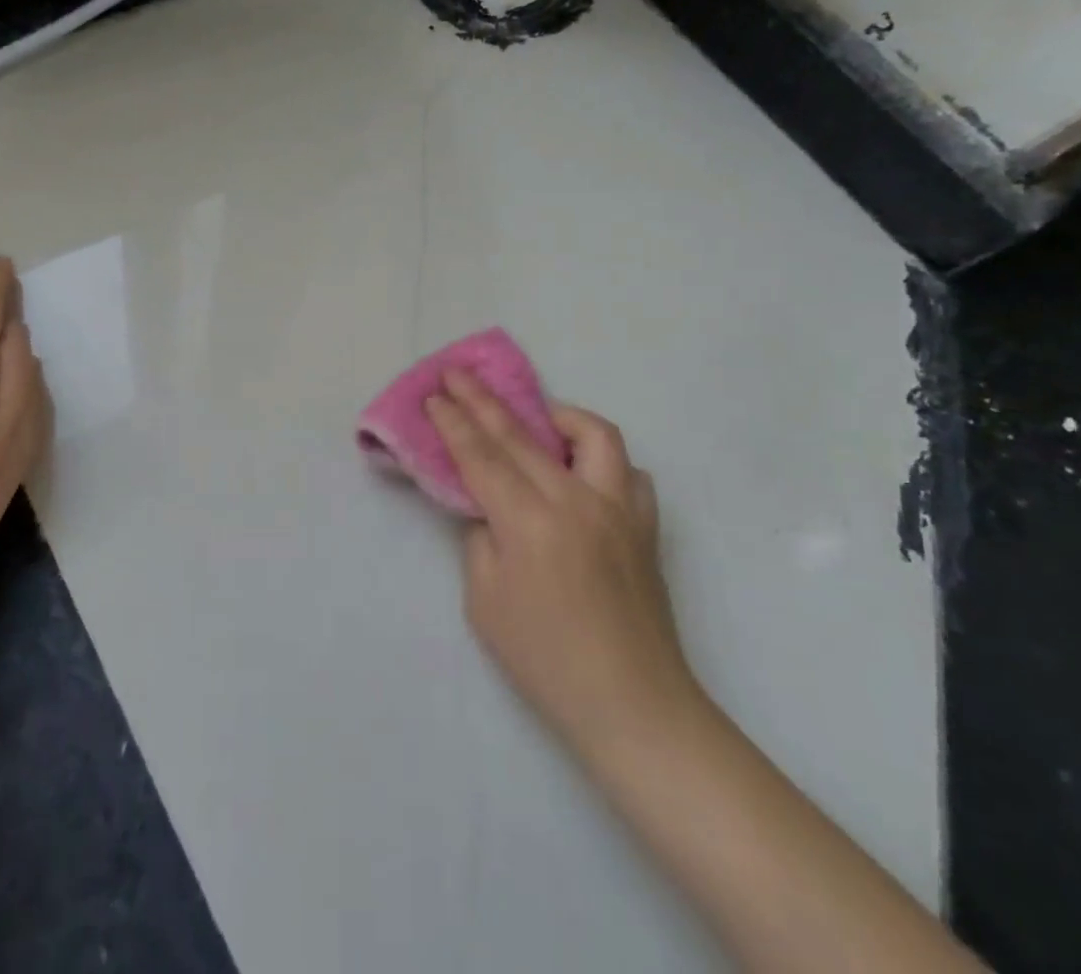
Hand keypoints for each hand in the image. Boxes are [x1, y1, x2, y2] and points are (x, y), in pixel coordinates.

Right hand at [426, 370, 703, 764]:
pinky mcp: (645, 527)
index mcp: (530, 523)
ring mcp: (618, 510)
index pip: (482, 456)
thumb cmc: (546, 661)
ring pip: (593, 435)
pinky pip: (629, 473)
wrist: (633, 706)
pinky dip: (603, 462)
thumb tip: (490, 509)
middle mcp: (576, 502)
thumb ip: (481, 540)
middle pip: (521, 435)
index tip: (436, 393)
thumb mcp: (484, 602)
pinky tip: (584, 474)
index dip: (454, 422)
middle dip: (482, 400)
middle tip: (457, 374)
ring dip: (558, 416)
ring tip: (536, 419)